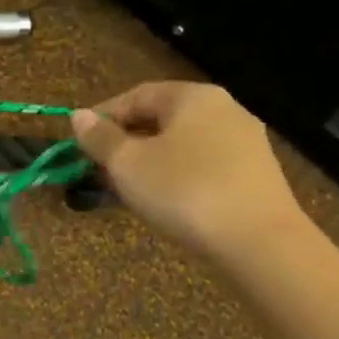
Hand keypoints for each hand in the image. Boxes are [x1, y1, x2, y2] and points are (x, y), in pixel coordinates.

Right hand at [72, 81, 306, 261]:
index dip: (103, 117)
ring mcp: (245, 142)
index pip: (136, 95)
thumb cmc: (184, 191)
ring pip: (182, 144)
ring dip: (149, 161)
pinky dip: (177, 176)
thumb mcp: (128, 164)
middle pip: (161, 118)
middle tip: (100, 169)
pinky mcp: (256, 174)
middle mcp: (224, 109)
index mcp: (193, 96)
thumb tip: (78, 116)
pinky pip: (204, 165)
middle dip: (126, 142)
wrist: (259, 242)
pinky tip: (165, 201)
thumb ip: (100, 138)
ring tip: (127, 189)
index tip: (79, 144)